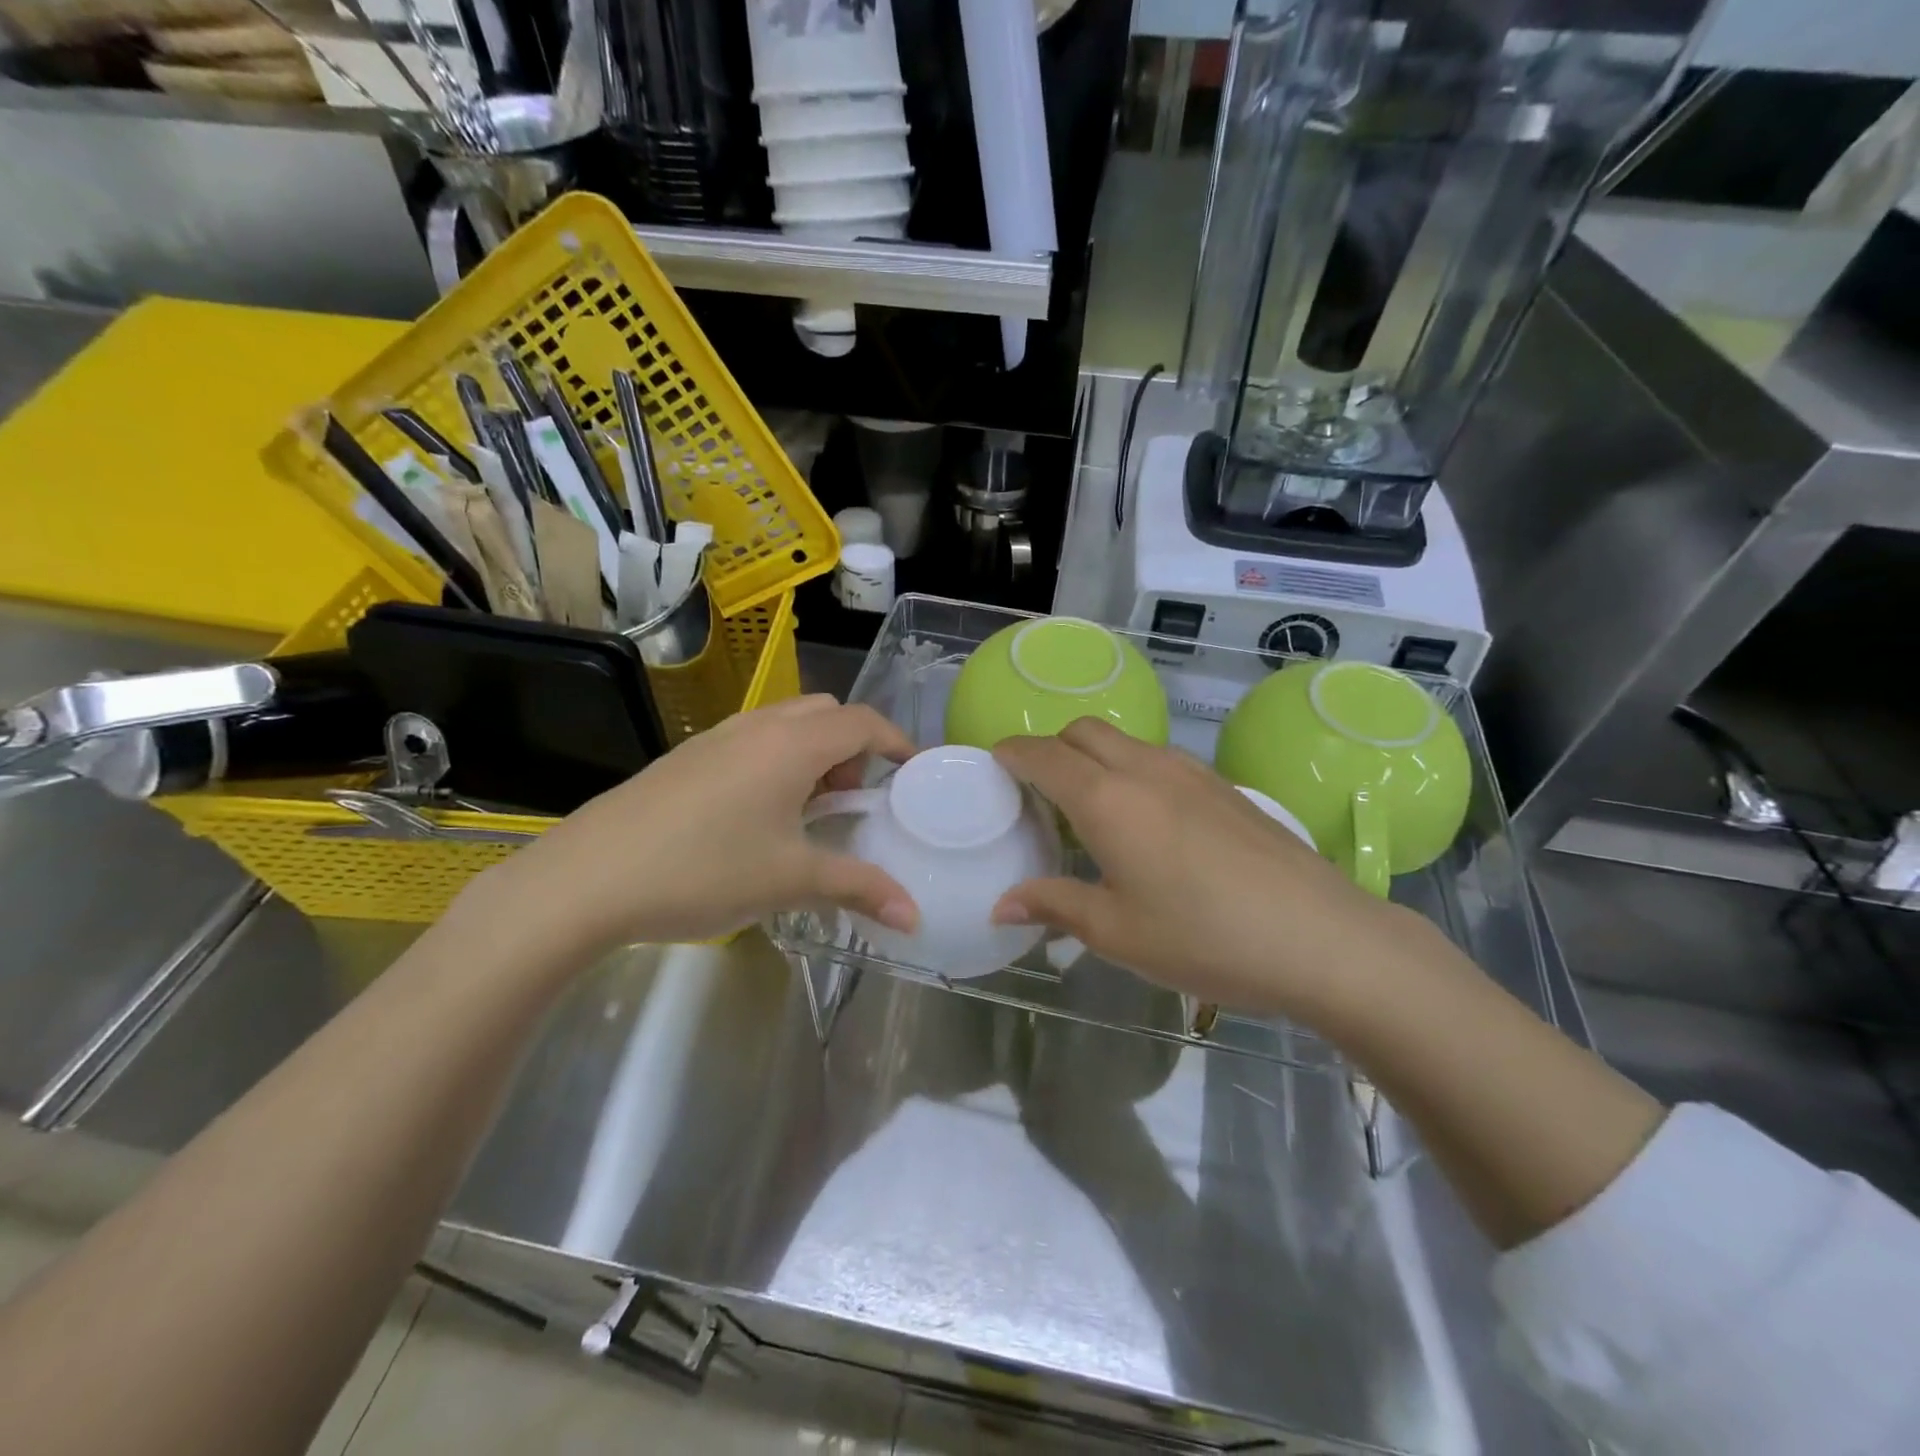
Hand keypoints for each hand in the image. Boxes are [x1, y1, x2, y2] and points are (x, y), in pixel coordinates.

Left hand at [469, 695, 919, 955]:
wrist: (586, 879)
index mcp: (791, 745)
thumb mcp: (790, 880)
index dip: (896, 742)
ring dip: (812, 754)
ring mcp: (716, 738)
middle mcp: (757, 727)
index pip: (862, 722)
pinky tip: (756, 818)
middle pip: (825, 713)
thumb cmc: (703, 870)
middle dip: (853, 747)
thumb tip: (914, 916)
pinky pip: (750, 741)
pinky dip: (775, 762)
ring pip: (785, 724)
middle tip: (851, 799)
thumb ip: (859, 889)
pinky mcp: (685, 758)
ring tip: (807, 811)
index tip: (914, 772)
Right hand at [991, 718, 1438, 1021]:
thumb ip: (1054, 906)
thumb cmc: (1205, 937)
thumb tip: (1002, 905)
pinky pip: (1158, 757)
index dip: (1011, 753)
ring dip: (1092, 756)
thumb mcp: (1117, 933)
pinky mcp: (1224, 785)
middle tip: (1037, 792)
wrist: (1321, 937)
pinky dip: (1130, 768)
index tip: (993, 764)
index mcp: (1106, 799)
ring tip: (1088, 806)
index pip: (1042, 755)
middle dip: (1050, 747)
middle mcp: (1144, 768)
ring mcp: (1190, 771)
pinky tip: (1145, 819)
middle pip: (1081, 731)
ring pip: (1123, 739)